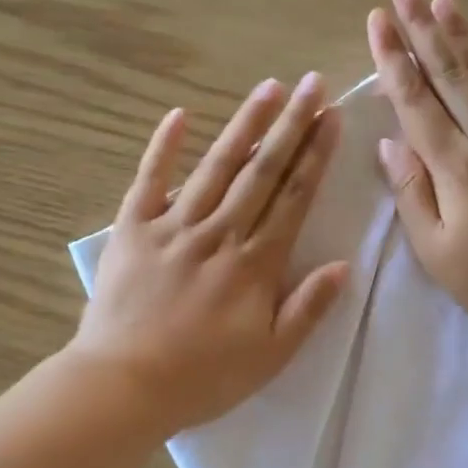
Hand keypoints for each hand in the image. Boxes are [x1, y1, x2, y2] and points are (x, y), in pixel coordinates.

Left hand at [73, 75, 350, 435]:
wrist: (125, 384)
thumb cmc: (203, 378)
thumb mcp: (270, 357)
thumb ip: (307, 309)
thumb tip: (342, 264)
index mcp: (255, 264)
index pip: (293, 198)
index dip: (315, 156)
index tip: (331, 118)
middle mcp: (219, 233)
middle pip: (261, 171)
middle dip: (291, 125)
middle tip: (311, 83)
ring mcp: (173, 227)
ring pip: (216, 167)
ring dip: (244, 125)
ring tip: (267, 88)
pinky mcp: (133, 230)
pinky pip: (149, 180)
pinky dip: (164, 147)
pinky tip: (179, 114)